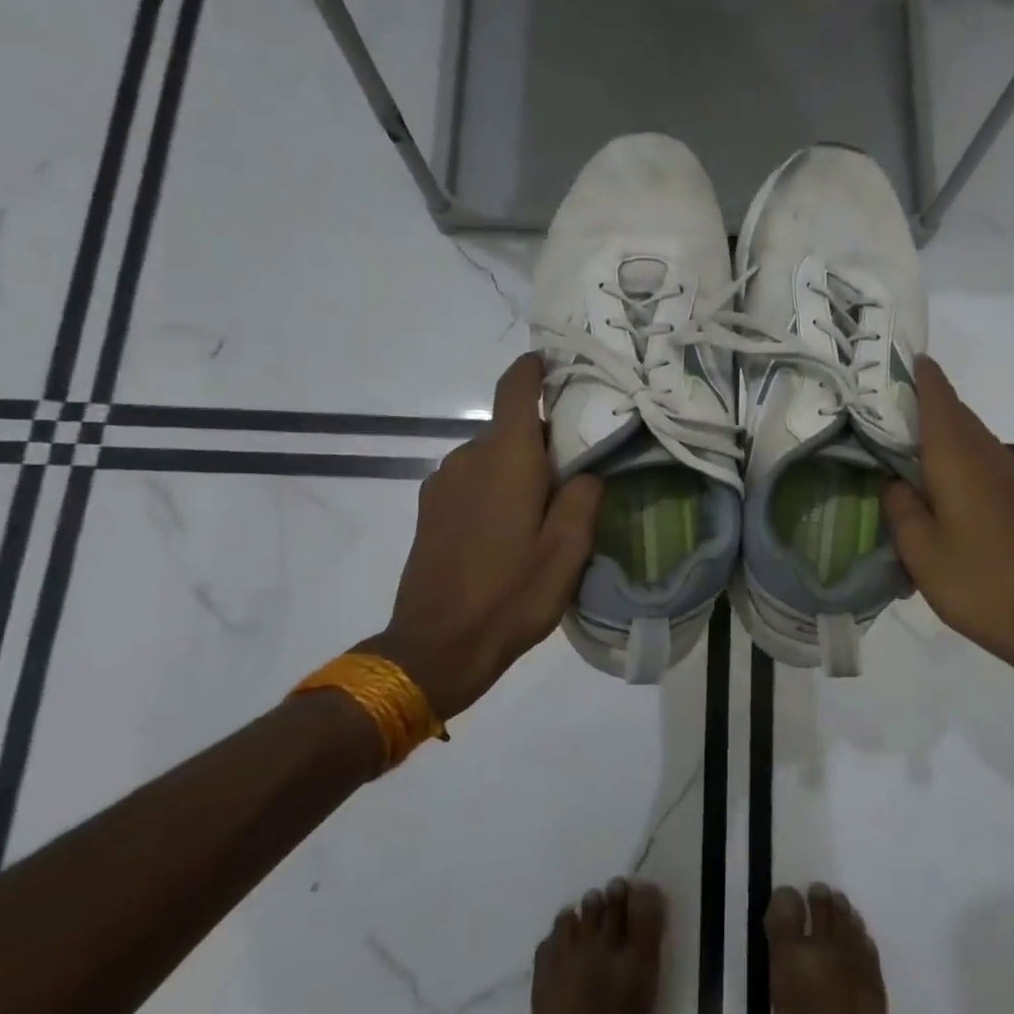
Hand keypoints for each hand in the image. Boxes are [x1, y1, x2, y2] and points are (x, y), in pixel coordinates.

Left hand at [357, 354, 602, 718]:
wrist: (435, 647)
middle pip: (510, 426)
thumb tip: (583, 471)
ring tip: (546, 508)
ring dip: (520, 467)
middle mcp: (468, 456)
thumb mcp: (568, 549)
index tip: (559, 365)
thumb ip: (583, 496)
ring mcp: (442, 482)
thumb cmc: (511, 594)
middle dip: (544, 437)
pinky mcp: (429, 509)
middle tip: (578, 469)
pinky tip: (510, 529)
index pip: (515, 386)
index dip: (536, 367)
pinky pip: (472, 479)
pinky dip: (496, 487)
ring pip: (492, 455)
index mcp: (506, 457)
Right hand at [882, 356, 1013, 683]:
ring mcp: (1011, 476)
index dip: (922, 376)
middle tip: (889, 403)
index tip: (903, 358)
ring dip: (944, 428)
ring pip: (973, 435)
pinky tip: (942, 480)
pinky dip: (959, 453)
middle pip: (957, 413)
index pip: (939, 400)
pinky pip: (984, 458)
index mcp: (958, 460)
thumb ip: (901, 507)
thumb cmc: (978, 583)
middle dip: (928, 400)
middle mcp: (988, 456)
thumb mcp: (920, 550)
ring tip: (909, 440)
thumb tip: (895, 482)